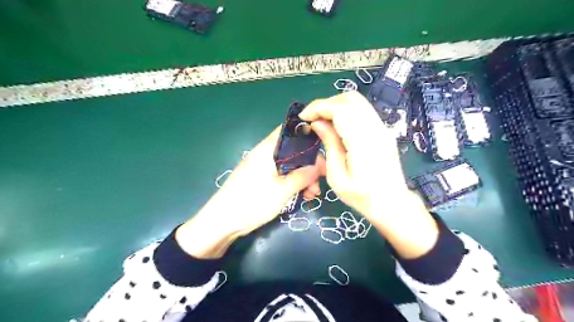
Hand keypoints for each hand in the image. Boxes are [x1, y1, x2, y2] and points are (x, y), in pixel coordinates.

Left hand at [176, 126, 321, 258]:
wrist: (221, 223)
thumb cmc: (252, 202)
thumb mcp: (283, 190)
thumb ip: (303, 175)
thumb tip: (319, 165)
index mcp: (268, 149)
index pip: (289, 130)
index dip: (307, 136)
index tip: (323, 151)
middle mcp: (265, 154)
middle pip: (292, 151)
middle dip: (309, 165)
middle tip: (319, 182)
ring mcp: (262, 167)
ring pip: (289, 165)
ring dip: (302, 177)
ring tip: (311, 195)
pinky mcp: (260, 179)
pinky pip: (281, 176)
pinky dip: (293, 183)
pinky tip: (302, 196)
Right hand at [299, 90, 437, 258]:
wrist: (392, 203)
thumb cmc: (362, 196)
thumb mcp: (337, 177)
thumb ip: (329, 145)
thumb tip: (318, 123)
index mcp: (363, 142)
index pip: (340, 109)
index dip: (318, 107)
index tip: (303, 117)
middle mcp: (376, 129)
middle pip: (350, 98)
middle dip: (326, 103)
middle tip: (312, 119)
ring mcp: (383, 128)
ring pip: (357, 101)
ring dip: (336, 106)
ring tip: (322, 122)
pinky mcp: (383, 130)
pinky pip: (362, 111)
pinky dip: (345, 112)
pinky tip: (337, 126)